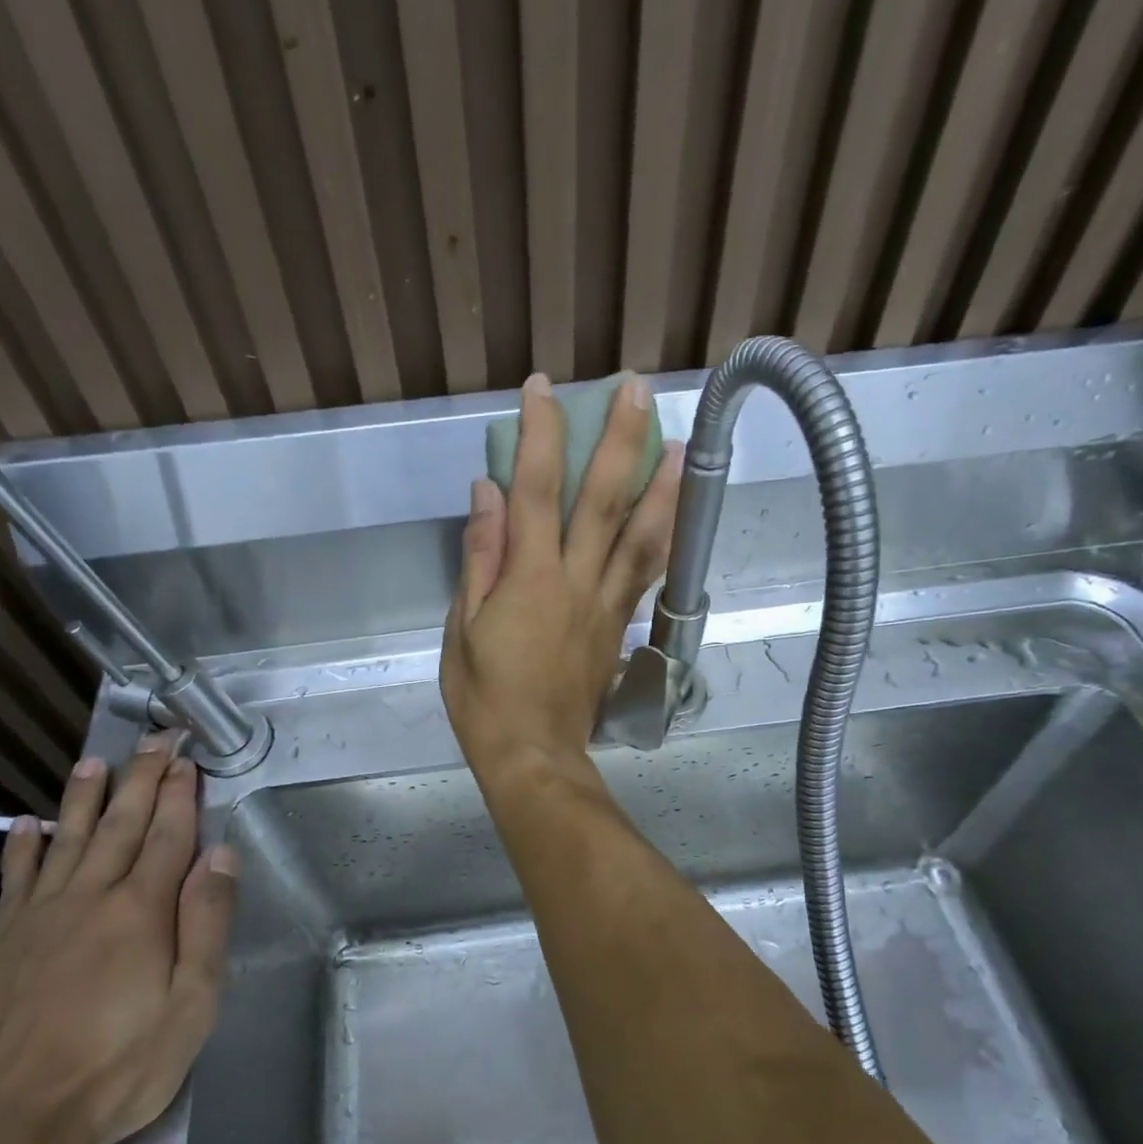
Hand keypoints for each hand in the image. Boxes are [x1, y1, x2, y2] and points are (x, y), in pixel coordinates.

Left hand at [0, 734, 235, 1143]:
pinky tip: (27, 825)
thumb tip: (220, 854)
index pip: (168, 836)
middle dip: (141, 778)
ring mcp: (38, 918)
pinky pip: (13, 881)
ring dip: (84, 798)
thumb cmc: (119, 1067)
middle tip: (153, 740)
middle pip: (121, 825)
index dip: (181, 795)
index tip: (187, 760)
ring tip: (95, 762)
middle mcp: (90, 898)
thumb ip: (206, 923)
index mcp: (141, 911)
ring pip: (67, 840)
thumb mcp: (191, 1004)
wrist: (10, 1126)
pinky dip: (22, 848)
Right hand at [441, 372, 681, 786]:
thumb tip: (487, 491)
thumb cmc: (484, 696)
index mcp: (531, 578)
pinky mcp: (620, 627)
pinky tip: (674, 519)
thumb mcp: (463, 627)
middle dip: (621, 439)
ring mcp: (606, 605)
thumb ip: (480, 556)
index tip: (543, 389)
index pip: (536, 490)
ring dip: (662, 486)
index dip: (540, 434)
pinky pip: (646, 576)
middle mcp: (578, 581)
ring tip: (680, 444)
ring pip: (642, 536)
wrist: (533, 754)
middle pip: (604, 500)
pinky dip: (662, 541)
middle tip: (638, 389)